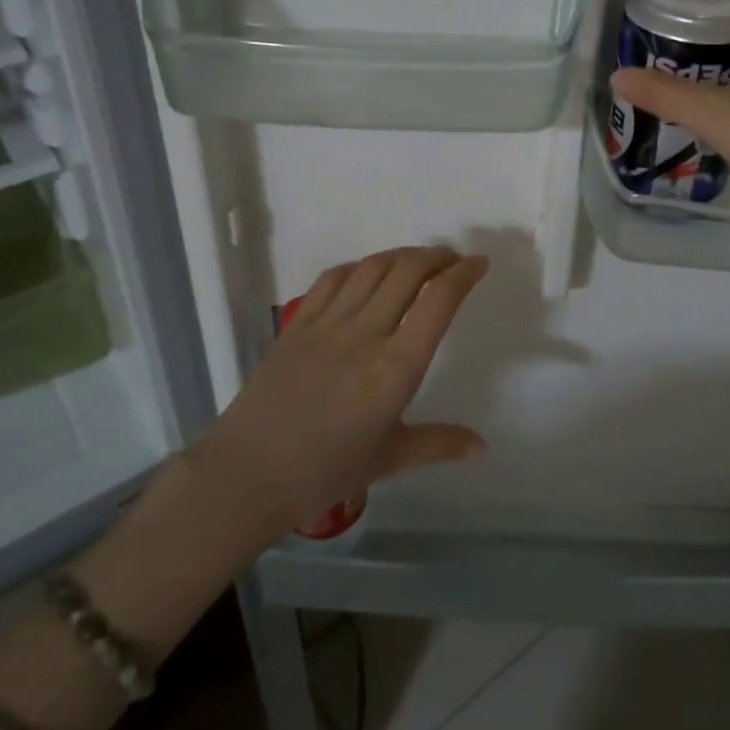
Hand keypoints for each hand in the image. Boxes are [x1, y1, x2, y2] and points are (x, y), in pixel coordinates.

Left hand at [197, 247, 488, 540]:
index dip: (463, 275)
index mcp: (396, 367)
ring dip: (401, 255)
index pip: (438, 302)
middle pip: (407, 271)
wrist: (248, 474)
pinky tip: (366, 272)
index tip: (478, 264)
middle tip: (452, 260)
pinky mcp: (298, 323)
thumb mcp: (389, 459)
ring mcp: (328, 323)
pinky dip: (359, 266)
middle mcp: (366, 333)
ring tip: (417, 261)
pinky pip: (333, 279)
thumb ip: (438, 444)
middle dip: (437, 256)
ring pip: (372, 268)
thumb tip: (481, 445)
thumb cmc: (324, 473)